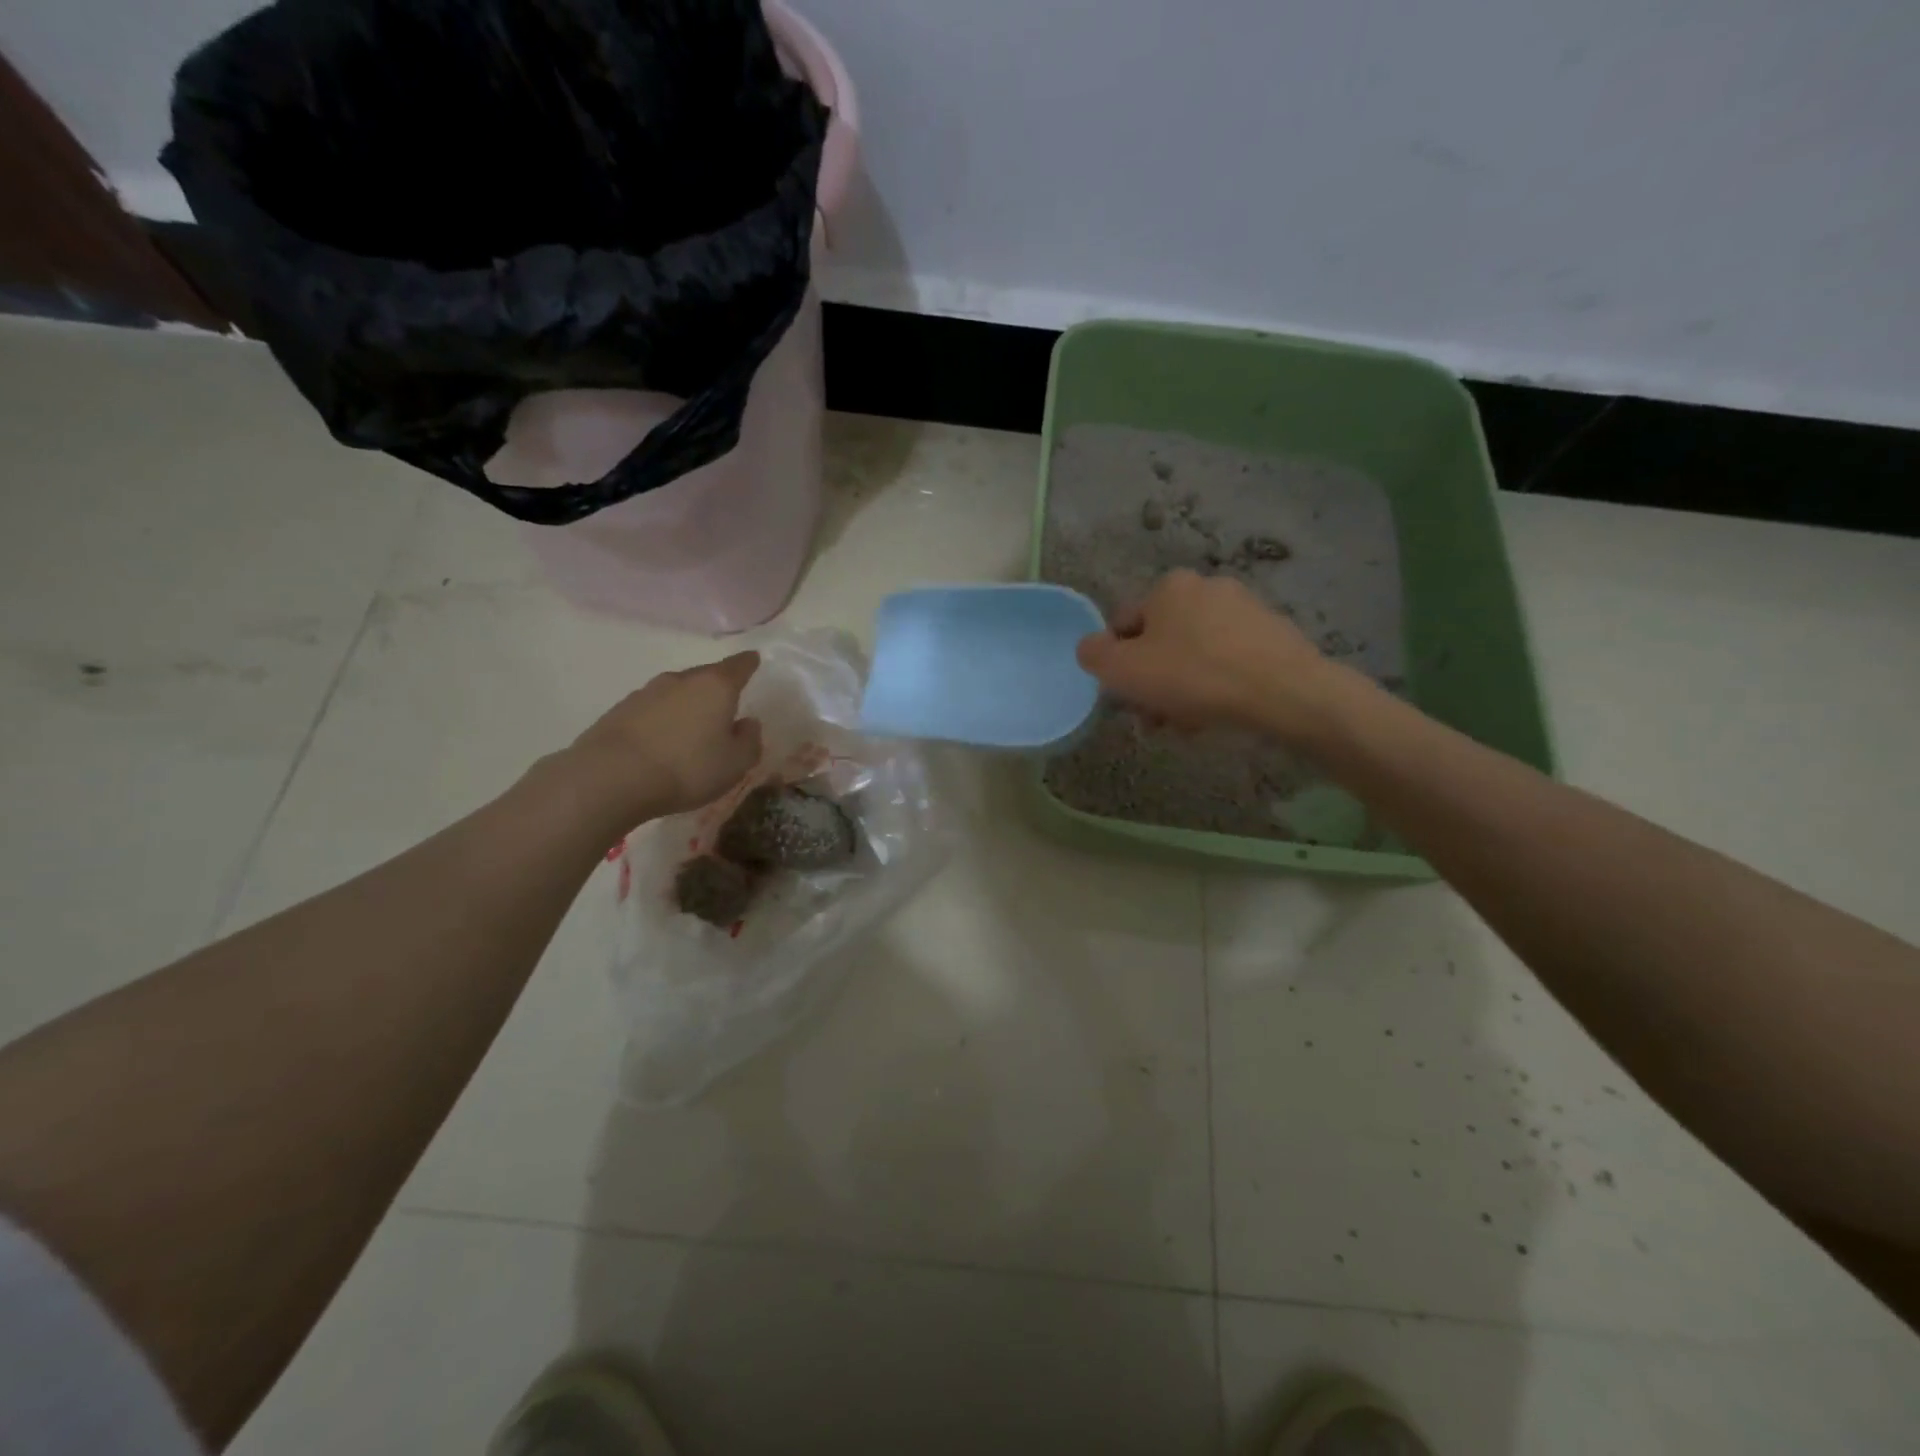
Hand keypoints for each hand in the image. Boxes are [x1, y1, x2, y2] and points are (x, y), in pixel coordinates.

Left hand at [568, 652, 763, 821]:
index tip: (754, 659)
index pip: (738, 666)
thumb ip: (749, 741)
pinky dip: (662, 719)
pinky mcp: (620, 710)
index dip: (748, 663)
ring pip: (676, 692)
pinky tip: (661, 741)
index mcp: (715, 686)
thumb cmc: (686, 768)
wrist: (611, 777)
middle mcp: (681, 680)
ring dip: (687, 704)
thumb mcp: (735, 764)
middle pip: (705, 676)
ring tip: (692, 727)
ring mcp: (646, 692)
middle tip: (725, 704)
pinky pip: (652, 710)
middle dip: (717, 687)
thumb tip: (748, 723)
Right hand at [1076, 569, 1341, 737]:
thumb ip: (1094, 655)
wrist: (1284, 693)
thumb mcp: (1123, 670)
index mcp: (1169, 587)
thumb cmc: (1194, 677)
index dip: (1119, 665)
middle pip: (1162, 642)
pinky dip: (1217, 686)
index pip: (1124, 625)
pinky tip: (1219, 714)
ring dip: (1183, 689)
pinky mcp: (1274, 635)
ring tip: (1188, 724)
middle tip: (1156, 719)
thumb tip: (1091, 648)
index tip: (1129, 698)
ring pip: (1196, 655)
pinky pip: (1229, 662)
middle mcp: (1207, 587)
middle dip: (1154, 681)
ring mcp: (1246, 609)